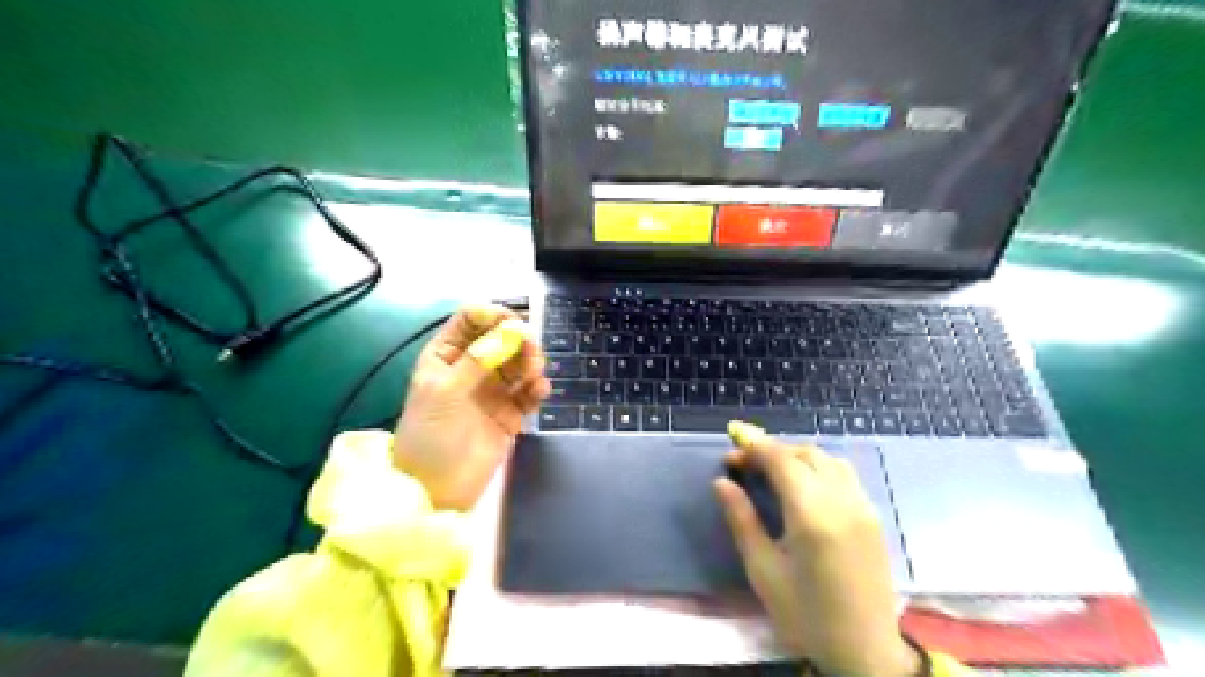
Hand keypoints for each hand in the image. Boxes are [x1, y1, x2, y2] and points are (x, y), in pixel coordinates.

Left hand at [392, 305, 549, 507]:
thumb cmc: (430, 435)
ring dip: (531, 362)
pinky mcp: (511, 412)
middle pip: (502, 337)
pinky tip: (540, 392)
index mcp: (446, 354)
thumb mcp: (445, 391)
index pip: (471, 319)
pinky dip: (537, 387)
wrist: (437, 489)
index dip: (493, 315)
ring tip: (535, 375)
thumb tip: (511, 329)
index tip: (513, 322)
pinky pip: (529, 391)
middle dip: (519, 339)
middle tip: (531, 351)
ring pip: (519, 362)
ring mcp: (492, 389)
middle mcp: (472, 366)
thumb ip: (478, 359)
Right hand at [709, 424, 920, 676]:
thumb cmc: (805, 616)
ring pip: (828, 459)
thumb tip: (722, 483)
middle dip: (772, 449)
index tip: (731, 444)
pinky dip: (818, 467)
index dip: (753, 446)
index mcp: (812, 515)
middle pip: (805, 454)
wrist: (865, 652)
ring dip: (797, 455)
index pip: (781, 460)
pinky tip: (802, 484)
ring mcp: (863, 507)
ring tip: (771, 469)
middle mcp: (842, 501)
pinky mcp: (873, 517)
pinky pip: (843, 475)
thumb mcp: (763, 571)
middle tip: (744, 463)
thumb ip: (742, 520)